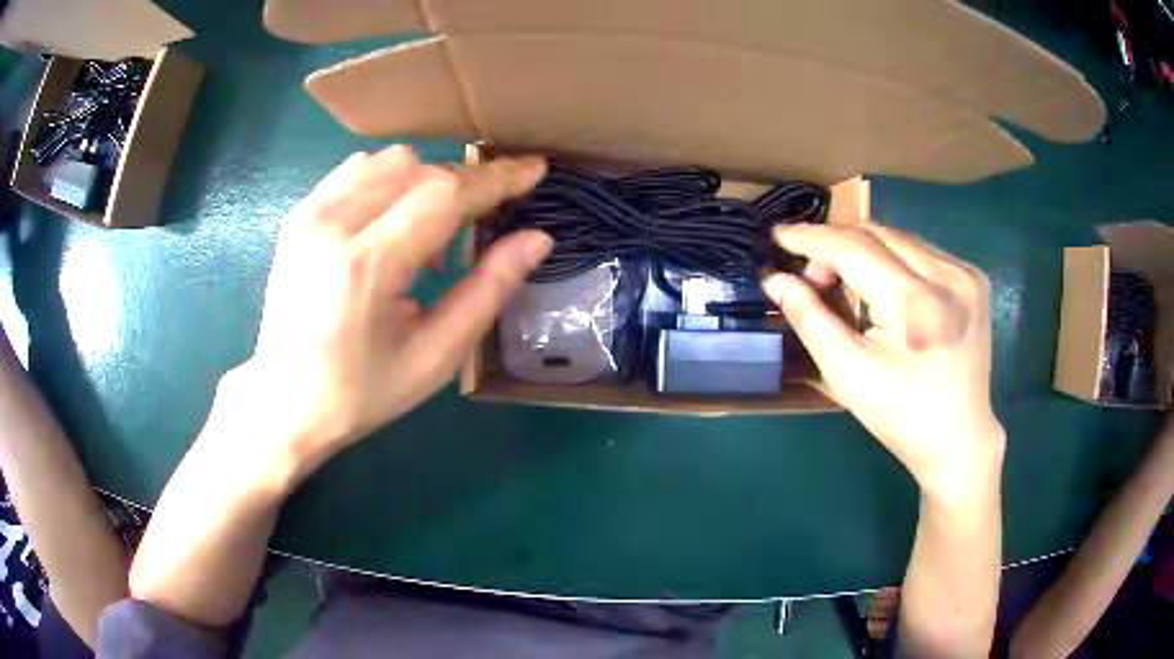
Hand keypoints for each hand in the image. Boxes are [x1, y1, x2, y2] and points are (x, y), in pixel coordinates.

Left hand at [229, 146, 550, 475]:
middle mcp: (331, 224)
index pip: (444, 194)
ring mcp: (308, 214)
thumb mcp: (435, 358)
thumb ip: (488, 291)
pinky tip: (389, 225)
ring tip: (423, 237)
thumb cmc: (361, 392)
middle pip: (418, 168)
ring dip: (423, 182)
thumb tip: (536, 239)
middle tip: (471, 235)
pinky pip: (356, 171)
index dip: (495, 178)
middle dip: (460, 187)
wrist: (283, 402)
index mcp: (366, 265)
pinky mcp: (297, 215)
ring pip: (387, 160)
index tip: (534, 169)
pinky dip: (388, 183)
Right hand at [762, 224, 1004, 498]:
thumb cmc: (900, 415)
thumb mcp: (847, 374)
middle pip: (876, 233)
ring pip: (899, 237)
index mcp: (915, 305)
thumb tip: (775, 279)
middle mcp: (947, 276)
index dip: (811, 238)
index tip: (778, 235)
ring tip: (846, 282)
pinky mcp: (973, 278)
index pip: (853, 248)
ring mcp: (965, 274)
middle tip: (813, 277)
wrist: (958, 438)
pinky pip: (921, 250)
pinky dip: (893, 258)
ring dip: (864, 249)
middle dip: (836, 246)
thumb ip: (809, 319)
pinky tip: (886, 288)